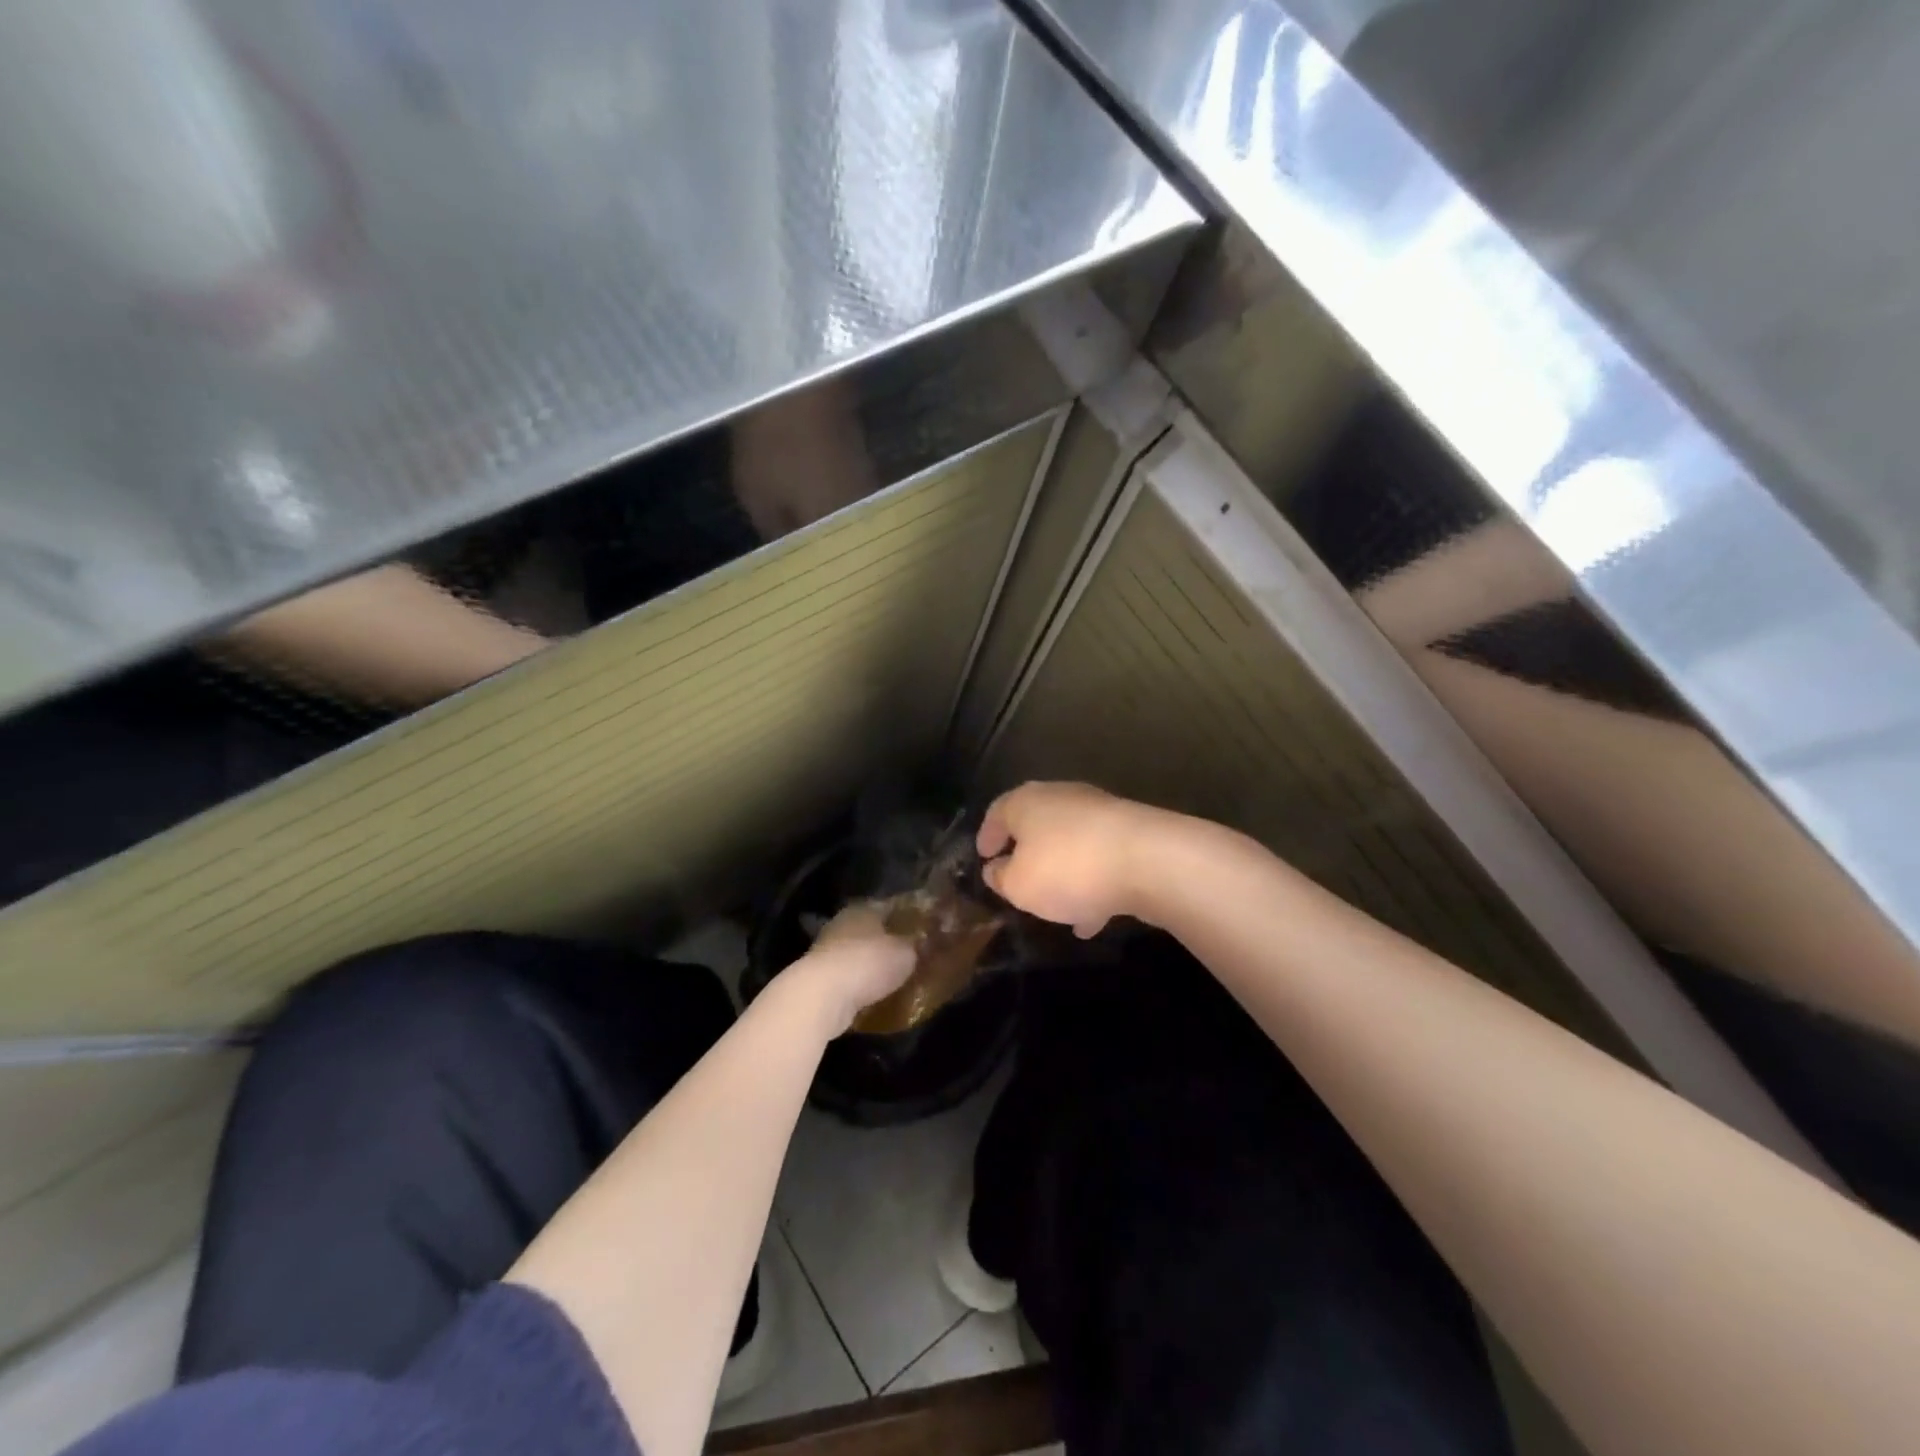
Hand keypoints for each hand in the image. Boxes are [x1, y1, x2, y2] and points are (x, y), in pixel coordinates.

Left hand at [789, 903, 915, 1036]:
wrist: (822, 996)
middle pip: (871, 930)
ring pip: (857, 954)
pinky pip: (847, 978)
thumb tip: (922, 945)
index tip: (923, 931)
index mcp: (863, 908)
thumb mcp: (905, 953)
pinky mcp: (818, 978)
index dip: (908, 919)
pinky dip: (859, 985)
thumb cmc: (868, 963)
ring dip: (871, 965)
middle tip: (910, 956)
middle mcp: (842, 923)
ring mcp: (826, 950)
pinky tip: (874, 996)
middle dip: (888, 943)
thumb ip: (915, 947)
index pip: (890, 907)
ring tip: (894, 979)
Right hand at [976, 782, 1163, 937]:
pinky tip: (1091, 918)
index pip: (998, 811)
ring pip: (1071, 844)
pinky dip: (1092, 884)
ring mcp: (1100, 813)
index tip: (983, 856)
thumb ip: (1001, 878)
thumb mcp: (1019, 885)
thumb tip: (995, 869)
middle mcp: (1062, 798)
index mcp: (1027, 802)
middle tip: (1017, 877)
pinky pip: (1100, 859)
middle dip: (1027, 852)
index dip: (987, 835)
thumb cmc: (1068, 868)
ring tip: (1055, 908)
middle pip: (1037, 823)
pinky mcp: (1131, 834)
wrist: (1149, 861)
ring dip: (1062, 873)